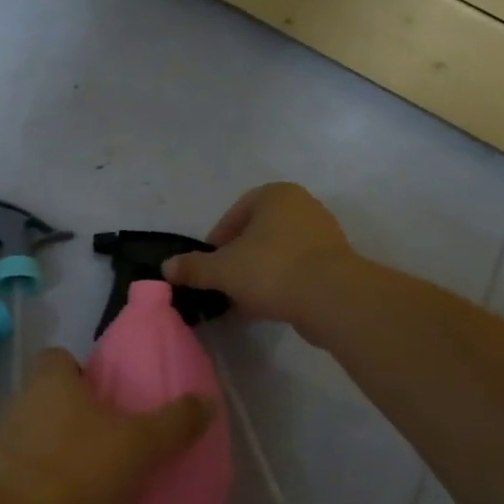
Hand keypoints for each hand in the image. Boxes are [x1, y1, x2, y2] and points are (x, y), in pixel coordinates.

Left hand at [0, 349, 210, 503]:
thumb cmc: (75, 468)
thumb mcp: (137, 445)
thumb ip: (173, 423)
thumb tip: (205, 400)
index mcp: (50, 379)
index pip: (59, 357)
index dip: (82, 372)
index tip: (107, 397)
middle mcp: (21, 399)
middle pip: (50, 394)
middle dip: (76, 412)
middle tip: (109, 439)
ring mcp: (1, 437)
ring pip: (37, 430)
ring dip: (59, 446)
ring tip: (92, 475)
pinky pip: (24, 465)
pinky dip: (43, 477)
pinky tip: (66, 502)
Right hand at [162, 182, 355, 325]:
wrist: (333, 299)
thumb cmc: (272, 269)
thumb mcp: (222, 269)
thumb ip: (193, 267)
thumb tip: (166, 267)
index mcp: (276, 195)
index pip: (235, 214)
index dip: (216, 241)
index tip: (208, 266)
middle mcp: (303, 207)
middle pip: (257, 234)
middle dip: (237, 260)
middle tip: (223, 284)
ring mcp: (324, 235)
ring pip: (277, 254)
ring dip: (257, 275)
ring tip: (242, 301)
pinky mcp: (337, 264)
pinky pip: (297, 271)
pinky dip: (280, 285)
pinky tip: (266, 308)